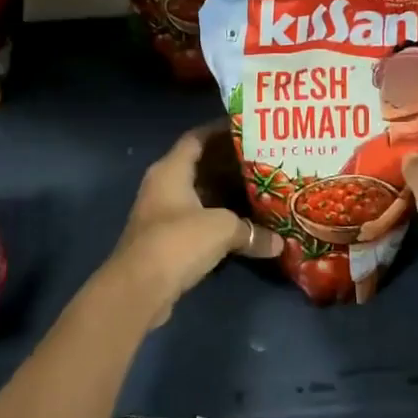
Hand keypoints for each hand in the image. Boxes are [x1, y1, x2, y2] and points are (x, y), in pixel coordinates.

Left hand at [104, 124, 281, 325]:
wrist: (139, 288)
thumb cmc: (178, 241)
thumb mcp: (221, 229)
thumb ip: (251, 230)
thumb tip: (279, 243)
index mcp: (171, 169)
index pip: (197, 138)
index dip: (221, 131)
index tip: (248, 128)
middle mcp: (164, 184)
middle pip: (200, 165)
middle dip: (229, 164)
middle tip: (262, 161)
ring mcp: (162, 212)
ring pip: (199, 194)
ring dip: (225, 193)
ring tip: (259, 189)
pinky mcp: (166, 239)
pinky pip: (197, 218)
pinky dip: (218, 218)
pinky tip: (243, 224)